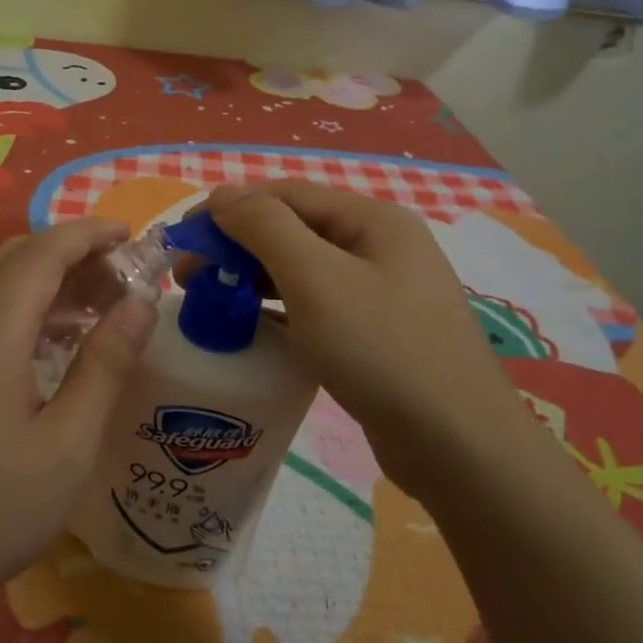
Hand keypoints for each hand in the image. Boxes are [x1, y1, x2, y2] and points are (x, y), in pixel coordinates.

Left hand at [0, 218, 157, 605]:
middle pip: (14, 259)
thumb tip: (141, 304)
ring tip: (102, 302)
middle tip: (122, 272)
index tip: (131, 234)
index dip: (86, 234)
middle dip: (70, 251)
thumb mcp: (68, 445)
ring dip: (48, 279)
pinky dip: (27, 307)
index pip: (39, 256)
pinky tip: (59, 340)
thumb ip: (105, 366)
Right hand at [205, 181, 527, 488]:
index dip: (229, 209)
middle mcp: (379, 246)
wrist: (459, 447)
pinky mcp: (377, 334)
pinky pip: (316, 306)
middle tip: (189, 277)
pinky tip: (252, 327)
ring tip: (210, 301)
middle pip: (293, 229)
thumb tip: (222, 196)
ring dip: (253, 277)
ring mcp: (382, 292)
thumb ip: (264, 227)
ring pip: (303, 270)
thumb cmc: (381, 349)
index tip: (182, 239)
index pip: (284, 195)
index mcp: (371, 220)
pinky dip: (279, 309)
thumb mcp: (315, 278)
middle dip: (236, 246)